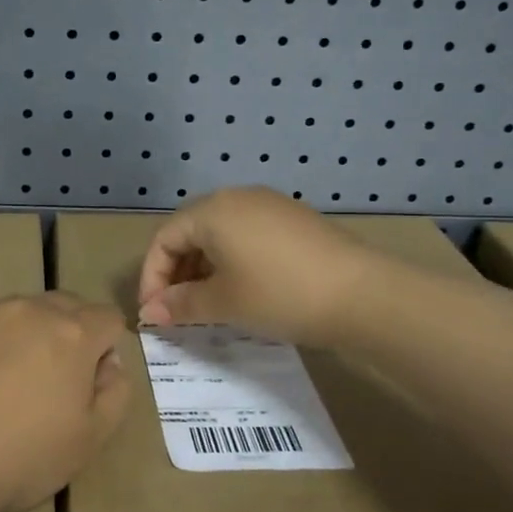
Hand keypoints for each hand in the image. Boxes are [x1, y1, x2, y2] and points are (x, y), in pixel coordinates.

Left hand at [0, 293, 130, 511]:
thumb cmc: (22, 456)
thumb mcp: (90, 439)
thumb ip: (115, 392)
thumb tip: (109, 363)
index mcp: (73, 332)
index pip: (108, 318)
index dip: (107, 348)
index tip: (90, 383)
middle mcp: (32, 310)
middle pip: (68, 306)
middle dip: (72, 334)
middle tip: (56, 381)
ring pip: (26, 312)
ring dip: (32, 335)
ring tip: (13, 381)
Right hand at [137, 187, 374, 347]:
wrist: (363, 294)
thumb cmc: (279, 294)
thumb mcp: (223, 303)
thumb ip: (180, 305)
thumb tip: (149, 313)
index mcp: (212, 210)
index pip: (164, 239)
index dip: (152, 277)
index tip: (154, 314)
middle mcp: (237, 197)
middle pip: (190, 232)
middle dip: (176, 272)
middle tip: (177, 310)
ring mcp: (269, 205)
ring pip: (219, 234)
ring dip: (203, 268)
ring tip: (207, 304)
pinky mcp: (294, 219)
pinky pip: (246, 235)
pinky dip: (232, 260)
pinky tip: (243, 289)